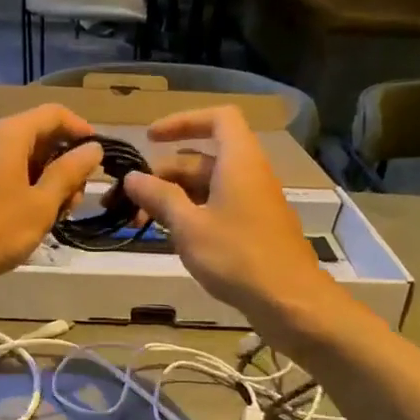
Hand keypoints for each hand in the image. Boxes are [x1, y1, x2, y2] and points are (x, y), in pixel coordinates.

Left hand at [0, 105, 103, 303]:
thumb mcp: (42, 203)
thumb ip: (70, 172)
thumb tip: (93, 148)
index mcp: (11, 135)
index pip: (55, 113)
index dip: (82, 130)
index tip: (101, 157)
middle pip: (42, 136)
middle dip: (67, 163)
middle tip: (77, 200)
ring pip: (29, 160)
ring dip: (51, 182)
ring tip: (59, 215)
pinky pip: (12, 175)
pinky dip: (31, 190)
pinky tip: (36, 219)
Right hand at [121, 106, 337, 335]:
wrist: (288, 300)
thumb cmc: (236, 256)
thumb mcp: (188, 226)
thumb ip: (159, 197)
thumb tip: (132, 177)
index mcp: (239, 161)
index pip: (217, 119)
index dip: (183, 121)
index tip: (150, 139)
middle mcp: (249, 174)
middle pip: (204, 158)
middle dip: (165, 173)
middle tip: (131, 198)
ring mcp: (254, 202)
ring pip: (208, 186)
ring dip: (174, 197)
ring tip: (143, 221)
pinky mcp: (255, 227)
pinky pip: (219, 206)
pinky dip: (192, 213)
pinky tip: (172, 236)